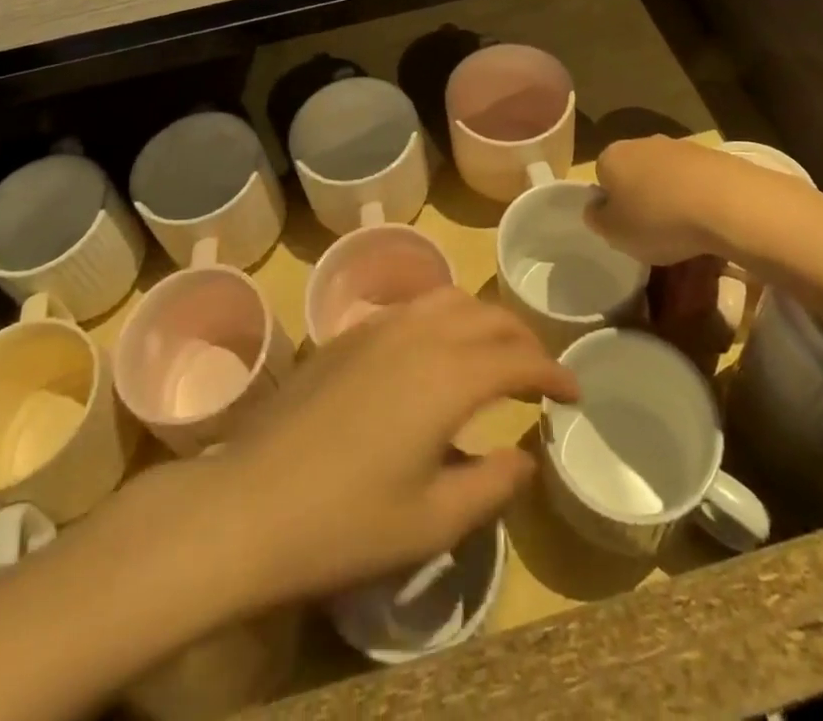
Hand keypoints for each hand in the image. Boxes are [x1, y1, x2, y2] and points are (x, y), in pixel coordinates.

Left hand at [214, 288, 576, 604]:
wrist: (249, 503)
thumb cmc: (346, 523)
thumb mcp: (432, 521)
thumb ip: (491, 484)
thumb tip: (525, 456)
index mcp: (449, 376)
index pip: (518, 358)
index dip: (553, 372)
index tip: (574, 392)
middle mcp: (420, 334)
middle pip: (488, 315)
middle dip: (523, 338)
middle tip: (540, 373)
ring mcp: (380, 326)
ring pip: (449, 298)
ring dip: (483, 318)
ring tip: (494, 352)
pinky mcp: (349, 333)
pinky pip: (414, 306)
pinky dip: (444, 316)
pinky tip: (437, 350)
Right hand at [586, 135, 740, 264]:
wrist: (728, 203)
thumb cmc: (659, 220)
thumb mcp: (614, 233)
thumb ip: (597, 219)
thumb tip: (596, 209)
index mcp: (612, 156)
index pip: (601, 177)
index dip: (611, 204)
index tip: (625, 228)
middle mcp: (642, 143)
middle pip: (634, 173)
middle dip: (642, 198)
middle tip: (653, 231)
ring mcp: (680, 146)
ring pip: (667, 176)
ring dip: (671, 197)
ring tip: (686, 231)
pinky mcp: (714, 156)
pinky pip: (697, 181)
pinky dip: (699, 198)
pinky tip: (709, 222)